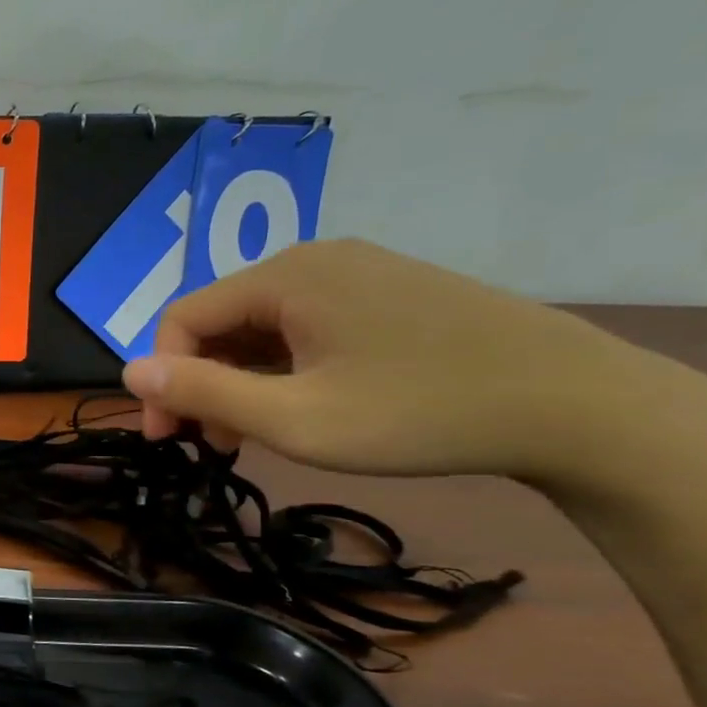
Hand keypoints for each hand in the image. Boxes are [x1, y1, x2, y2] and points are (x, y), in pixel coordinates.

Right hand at [121, 239, 642, 481]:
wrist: (578, 406)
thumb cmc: (419, 414)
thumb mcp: (295, 418)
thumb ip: (204, 392)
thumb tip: (128, 369)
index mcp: (285, 277)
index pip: (183, 320)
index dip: (162, 380)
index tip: (170, 440)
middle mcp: (314, 260)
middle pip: (220, 321)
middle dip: (201, 384)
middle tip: (212, 445)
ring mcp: (356, 273)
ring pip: (261, 326)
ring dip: (240, 381)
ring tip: (255, 435)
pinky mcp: (387, 293)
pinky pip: (304, 326)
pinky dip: (282, 368)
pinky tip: (301, 406)